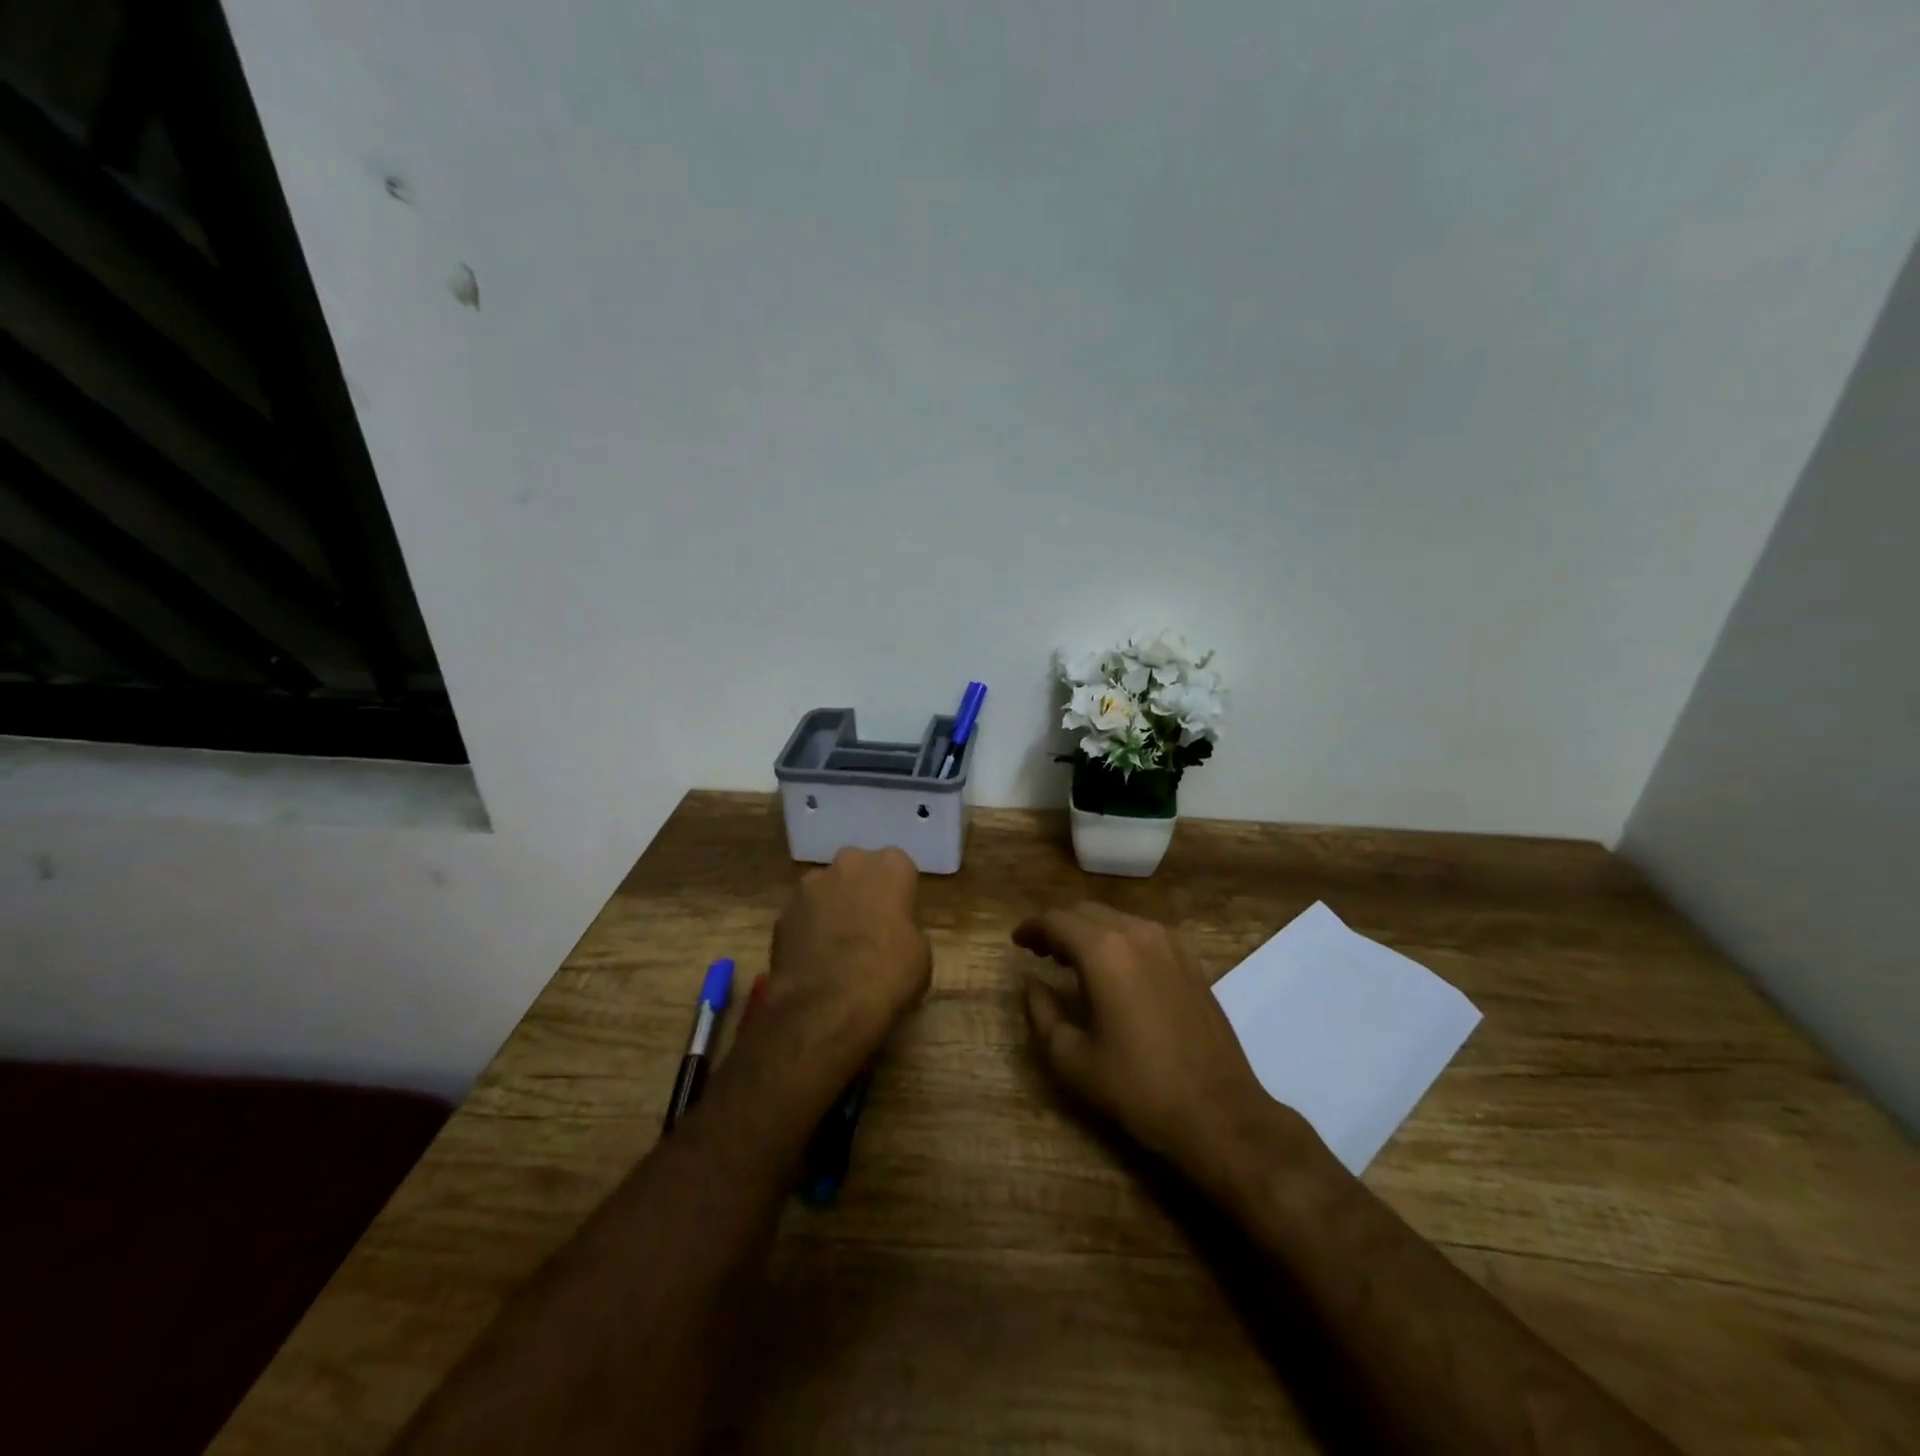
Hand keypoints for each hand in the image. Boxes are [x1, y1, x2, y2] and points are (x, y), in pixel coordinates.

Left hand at [766, 846, 931, 1060]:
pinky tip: (813, 958)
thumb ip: (906, 928)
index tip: (899, 918)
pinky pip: (802, 913)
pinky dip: (807, 928)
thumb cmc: (888, 974)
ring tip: (836, 945)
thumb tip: (893, 932)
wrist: (827, 1005)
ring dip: (832, 907)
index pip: (899, 869)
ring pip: (827, 888)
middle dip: (862, 890)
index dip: (898, 894)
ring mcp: (811, 883)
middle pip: (859, 870)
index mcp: (892, 866)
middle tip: (868, 927)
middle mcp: (850, 862)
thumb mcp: (921, 953)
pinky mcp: (783, 909)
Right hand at [1014, 902, 1304, 1185]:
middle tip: (1040, 952)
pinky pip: (1142, 933)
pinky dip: (1118, 939)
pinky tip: (1114, 969)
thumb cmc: (1139, 1088)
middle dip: (1058, 926)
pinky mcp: (1190, 960)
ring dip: (1089, 930)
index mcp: (1104, 952)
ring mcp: (1170, 944)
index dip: (1032, 928)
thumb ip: (1042, 1014)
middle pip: (1086, 912)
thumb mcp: (1073, 1060)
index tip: (1017, 942)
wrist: (1219, 1112)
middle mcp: (1137, 933)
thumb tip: (1032, 985)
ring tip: (1072, 961)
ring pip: (1116, 918)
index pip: (1057, 921)